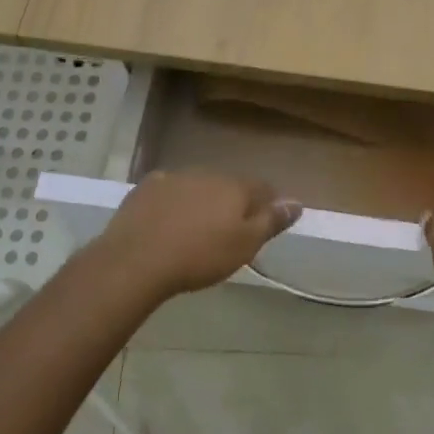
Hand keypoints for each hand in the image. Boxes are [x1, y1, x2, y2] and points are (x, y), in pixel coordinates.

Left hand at [90, 171, 300, 298]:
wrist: (136, 260)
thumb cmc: (200, 256)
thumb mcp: (245, 245)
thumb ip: (271, 221)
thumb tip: (297, 202)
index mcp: (235, 187)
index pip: (262, 188)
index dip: (269, 204)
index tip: (267, 223)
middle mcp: (207, 174)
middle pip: (229, 186)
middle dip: (233, 203)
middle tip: (229, 231)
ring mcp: (174, 178)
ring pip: (198, 186)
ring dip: (203, 201)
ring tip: (197, 229)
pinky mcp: (146, 188)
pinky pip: (169, 191)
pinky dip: (174, 202)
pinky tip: (168, 221)